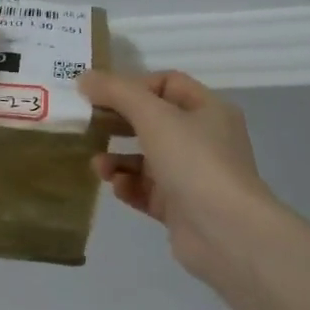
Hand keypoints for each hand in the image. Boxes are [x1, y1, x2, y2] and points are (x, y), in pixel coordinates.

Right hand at [79, 69, 275, 286]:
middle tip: (88, 126)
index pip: (167, 84)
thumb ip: (117, 93)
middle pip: (153, 122)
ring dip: (119, 158)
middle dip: (119, 124)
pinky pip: (147, 190)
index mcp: (208, 110)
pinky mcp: (180, 207)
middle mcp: (203, 139)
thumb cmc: (194, 161)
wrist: (225, 231)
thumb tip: (84, 78)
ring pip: (147, 159)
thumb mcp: (153, 116)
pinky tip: (117, 187)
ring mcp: (192, 176)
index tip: (102, 95)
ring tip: (98, 165)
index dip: (133, 85)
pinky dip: (129, 186)